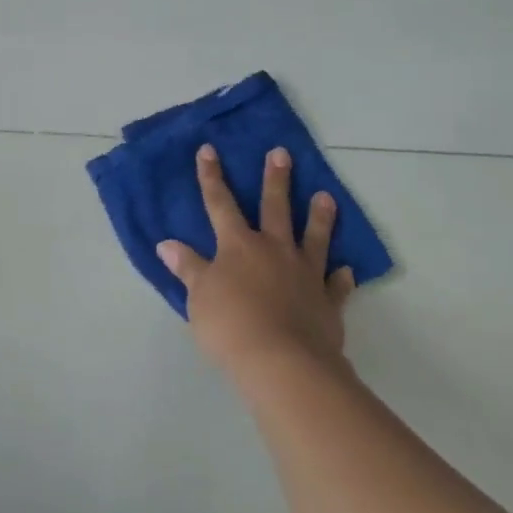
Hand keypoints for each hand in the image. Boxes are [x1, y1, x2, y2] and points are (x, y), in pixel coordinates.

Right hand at [159, 145, 355, 382]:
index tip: (209, 150)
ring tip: (326, 196)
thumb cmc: (231, 325)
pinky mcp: (327, 302)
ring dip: (319, 217)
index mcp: (238, 245)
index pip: (219, 203)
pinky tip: (346, 270)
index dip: (211, 176)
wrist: (282, 363)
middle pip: (274, 208)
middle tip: (282, 153)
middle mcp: (273, 250)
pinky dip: (341, 277)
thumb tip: (166, 244)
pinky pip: (336, 285)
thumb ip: (187, 267)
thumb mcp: (198, 296)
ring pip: (313, 238)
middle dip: (276, 180)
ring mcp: (304, 274)